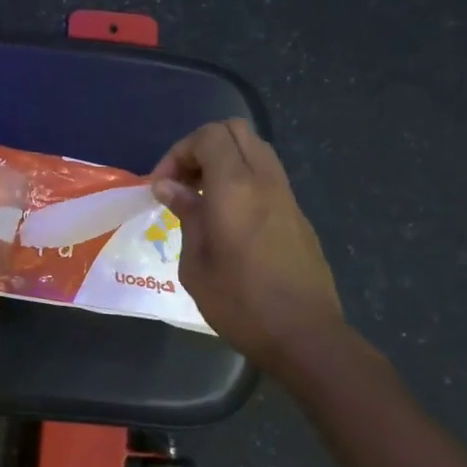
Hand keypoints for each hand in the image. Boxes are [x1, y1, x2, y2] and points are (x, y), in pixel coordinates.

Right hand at [151, 119, 345, 372]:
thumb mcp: (196, 263)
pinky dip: (243, 179)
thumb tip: (170, 187)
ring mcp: (287, 196)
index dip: (179, 151)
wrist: (304, 335)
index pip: (209, 136)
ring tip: (202, 197)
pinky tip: (228, 217)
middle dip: (202, 147)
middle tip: (182, 182)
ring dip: (225, 161)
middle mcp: (265, 181)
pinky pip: (267, 176)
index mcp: (236, 188)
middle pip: (235, 131)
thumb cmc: (240, 303)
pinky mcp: (298, 215)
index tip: (163, 186)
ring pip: (256, 150)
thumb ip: (186, 215)